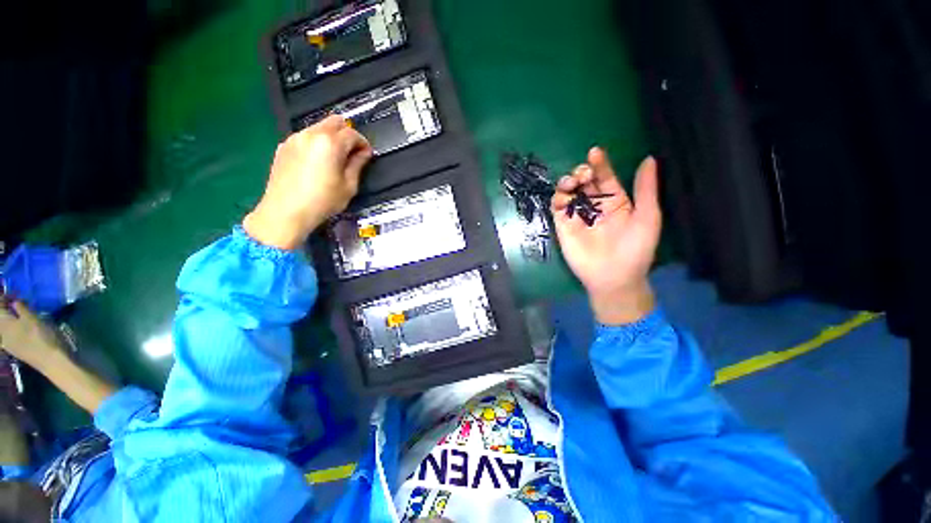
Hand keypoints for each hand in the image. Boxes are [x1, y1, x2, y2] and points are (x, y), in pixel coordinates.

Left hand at [0, 301, 67, 370]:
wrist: (48, 360)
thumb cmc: (41, 337)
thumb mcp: (32, 319)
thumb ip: (21, 308)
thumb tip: (14, 301)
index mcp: (3, 323)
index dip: (4, 297)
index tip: (12, 293)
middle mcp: (1, 331)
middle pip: (0, 316)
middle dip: (5, 307)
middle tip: (15, 301)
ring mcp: (5, 341)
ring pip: (3, 325)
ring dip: (8, 317)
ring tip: (18, 313)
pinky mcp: (12, 347)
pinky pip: (5, 333)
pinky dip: (10, 326)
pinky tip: (17, 327)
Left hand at [244, 115, 373, 249]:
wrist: (285, 211)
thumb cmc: (322, 201)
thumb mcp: (349, 186)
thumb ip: (358, 164)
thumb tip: (363, 153)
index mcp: (330, 143)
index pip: (353, 133)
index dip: (363, 143)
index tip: (367, 154)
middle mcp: (311, 134)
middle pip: (335, 121)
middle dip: (348, 134)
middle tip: (352, 152)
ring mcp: (295, 138)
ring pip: (319, 127)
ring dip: (331, 137)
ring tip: (334, 159)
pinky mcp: (284, 146)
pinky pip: (305, 137)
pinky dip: (316, 143)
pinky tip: (317, 163)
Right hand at [551, 148, 660, 324]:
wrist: (614, 277)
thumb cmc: (634, 249)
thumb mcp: (647, 217)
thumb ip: (645, 189)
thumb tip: (649, 158)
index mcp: (615, 202)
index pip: (605, 178)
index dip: (600, 164)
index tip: (595, 152)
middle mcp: (595, 206)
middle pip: (584, 182)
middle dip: (582, 172)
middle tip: (584, 173)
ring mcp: (578, 216)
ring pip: (568, 192)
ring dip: (568, 182)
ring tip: (574, 181)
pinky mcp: (563, 226)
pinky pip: (558, 208)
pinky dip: (558, 198)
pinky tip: (564, 196)